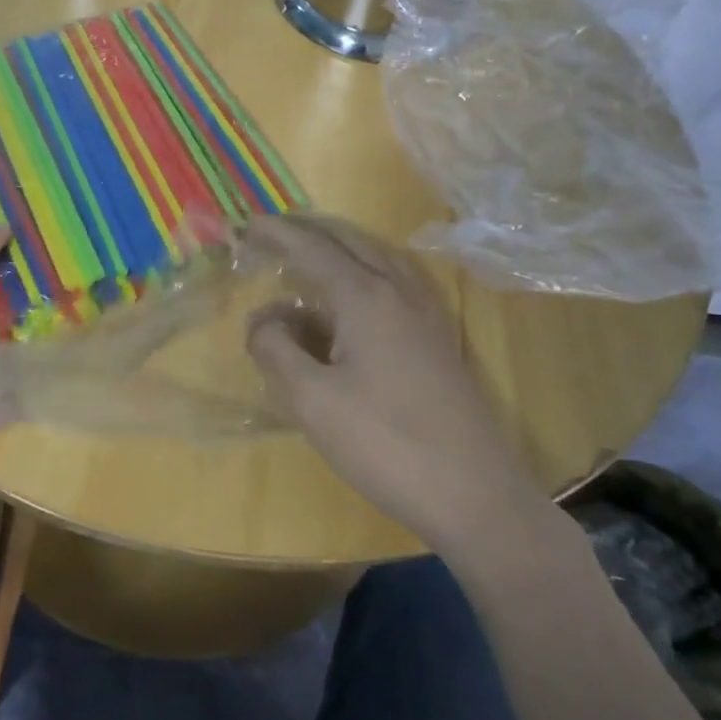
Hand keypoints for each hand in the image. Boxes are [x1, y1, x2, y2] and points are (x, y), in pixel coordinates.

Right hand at [243, 214, 540, 548]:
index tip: (245, 224)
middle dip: (306, 230)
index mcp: (365, 296)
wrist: (476, 495)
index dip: (276, 233)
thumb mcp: (311, 401)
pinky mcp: (438, 336)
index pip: (312, 249)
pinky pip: (395, 277)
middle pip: (347, 240)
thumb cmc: (385, 444)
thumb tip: (263, 318)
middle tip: (270, 234)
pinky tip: (355, 291)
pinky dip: (364, 266)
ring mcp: (425, 312)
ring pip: (376, 255)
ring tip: (307, 253)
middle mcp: (398, 290)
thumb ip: (275, 349)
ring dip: (338, 245)